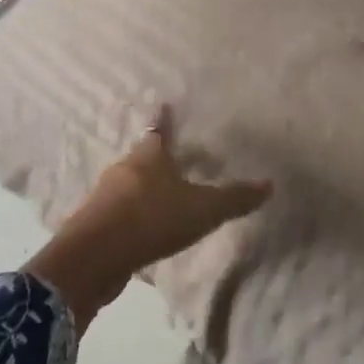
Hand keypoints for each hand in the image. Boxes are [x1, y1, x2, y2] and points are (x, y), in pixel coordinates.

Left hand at [24, 110, 270, 330]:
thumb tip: (269, 184)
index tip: (165, 106)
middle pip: (143, 157)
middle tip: (175, 159)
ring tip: (163, 196)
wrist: (94, 258)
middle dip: (157, 158)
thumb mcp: (203, 209)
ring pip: (129, 185)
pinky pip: (119, 213)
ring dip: (144, 188)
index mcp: (149, 156)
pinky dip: (133, 216)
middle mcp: (124, 169)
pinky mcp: (95, 225)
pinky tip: (145, 229)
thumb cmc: (151, 219)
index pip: (159, 130)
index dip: (165, 120)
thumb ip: (234, 198)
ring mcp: (105, 197)